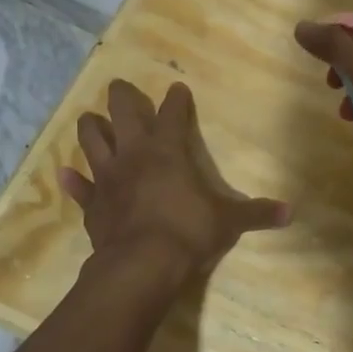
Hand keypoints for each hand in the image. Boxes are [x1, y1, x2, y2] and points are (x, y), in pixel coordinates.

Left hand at [59, 80, 289, 282]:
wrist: (141, 264)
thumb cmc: (188, 232)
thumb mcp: (229, 222)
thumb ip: (257, 213)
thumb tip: (291, 213)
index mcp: (168, 151)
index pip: (172, 114)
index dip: (176, 100)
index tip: (177, 88)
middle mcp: (134, 155)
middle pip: (123, 114)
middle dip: (122, 97)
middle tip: (119, 86)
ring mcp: (109, 178)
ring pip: (92, 142)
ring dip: (90, 129)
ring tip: (89, 119)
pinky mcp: (92, 204)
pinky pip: (79, 188)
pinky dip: (71, 181)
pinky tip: (62, 173)